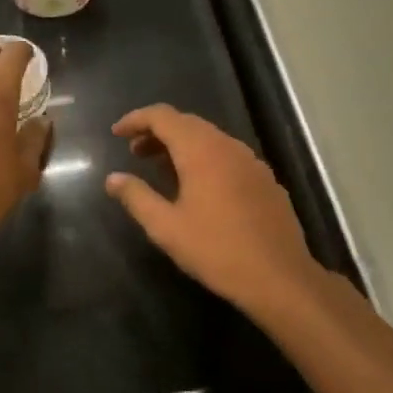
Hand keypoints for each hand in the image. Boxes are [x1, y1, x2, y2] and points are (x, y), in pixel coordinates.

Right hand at [107, 104, 319, 311]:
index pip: (163, 116)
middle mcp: (227, 145)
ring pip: (209, 138)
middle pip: (186, 123)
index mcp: (201, 150)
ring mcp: (250, 161)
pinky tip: (197, 187)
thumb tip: (113, 179)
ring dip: (181, 145)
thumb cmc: (216, 250)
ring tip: (160, 168)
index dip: (136, 119)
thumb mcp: (166, 227)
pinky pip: (227, 155)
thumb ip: (136, 197)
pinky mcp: (265, 179)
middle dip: (157, 132)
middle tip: (134, 152)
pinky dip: (204, 158)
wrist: (280, 277)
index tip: (116, 133)